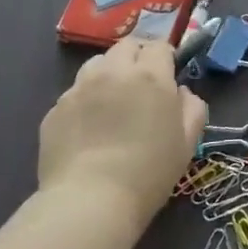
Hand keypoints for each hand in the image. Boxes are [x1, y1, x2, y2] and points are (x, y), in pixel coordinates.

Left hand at [38, 37, 206, 225]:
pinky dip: (85, 101)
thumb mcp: (188, 142)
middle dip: (137, 58)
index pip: (160, 46)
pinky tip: (88, 128)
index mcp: (150, 75)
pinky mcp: (55, 110)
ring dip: (108, 73)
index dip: (165, 58)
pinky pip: (74, 93)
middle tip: (141, 86)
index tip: (168, 77)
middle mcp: (113, 72)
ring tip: (111, 101)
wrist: (90, 202)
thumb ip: (192, 108)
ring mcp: (79, 88)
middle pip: (126, 46)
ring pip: (96, 64)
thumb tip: (182, 93)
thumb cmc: (149, 172)